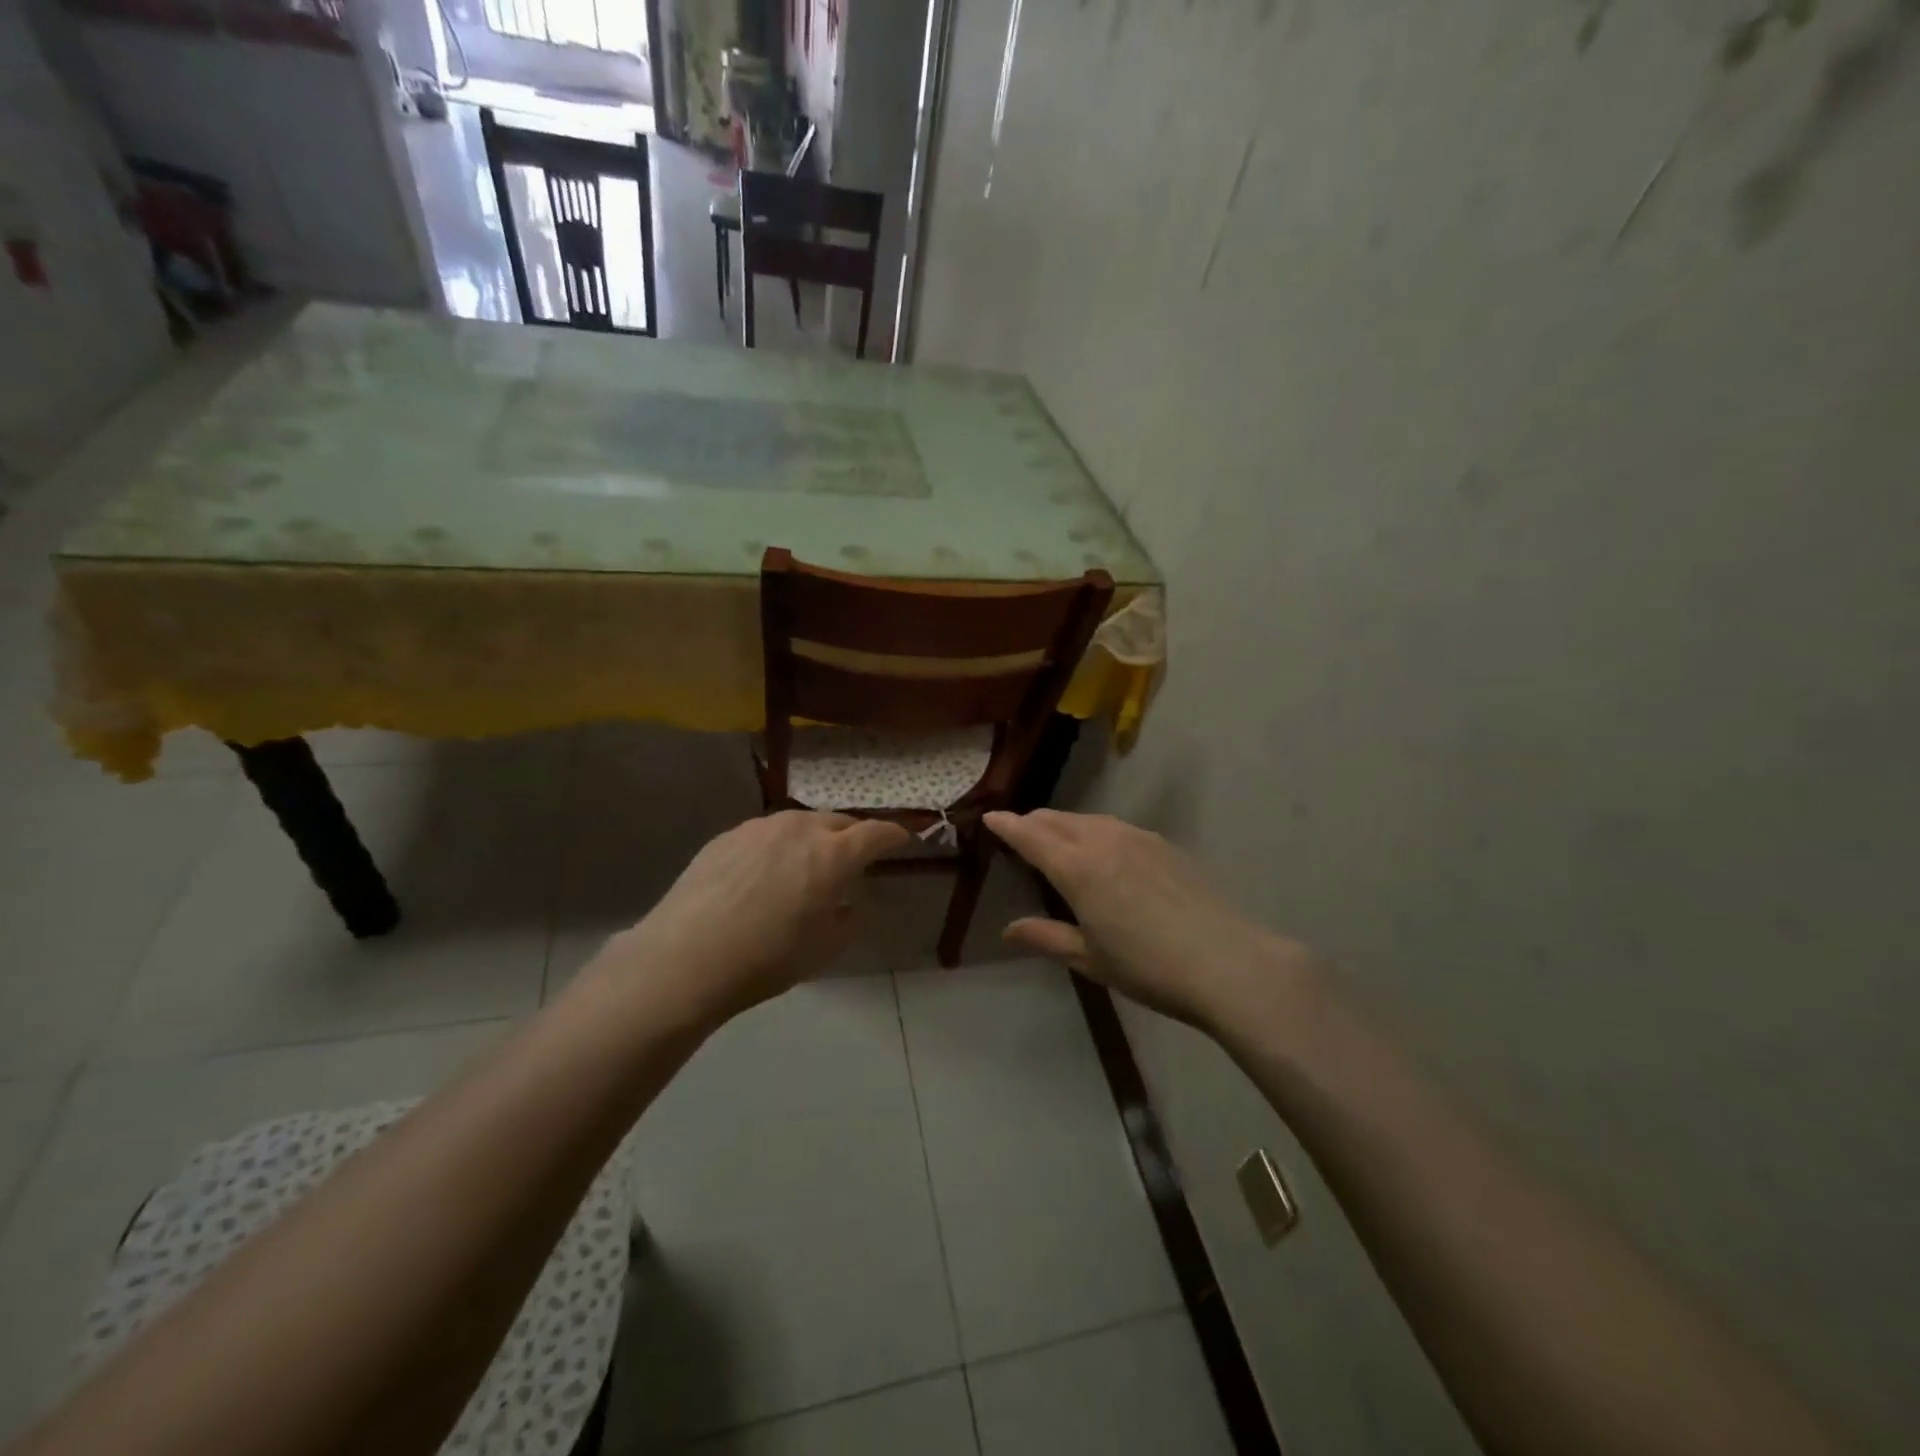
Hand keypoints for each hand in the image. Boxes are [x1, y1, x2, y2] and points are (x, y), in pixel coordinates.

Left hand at [608, 811, 910, 1025]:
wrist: (686, 958)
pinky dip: (778, 846)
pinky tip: (764, 872)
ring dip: (813, 838)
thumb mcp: (825, 950)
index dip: (893, 836)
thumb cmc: (767, 958)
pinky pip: (766, 834)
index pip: (876, 833)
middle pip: (838, 822)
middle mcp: (800, 829)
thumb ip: (850, 920)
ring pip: (799, 823)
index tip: (901, 841)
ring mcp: (759, 828)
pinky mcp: (726, 836)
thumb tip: (850, 904)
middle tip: (854, 857)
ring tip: (807, 863)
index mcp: (833, 855)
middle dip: (853, 836)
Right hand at [984, 810, 1316, 1033]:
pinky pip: (1116, 826)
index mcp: (1078, 868)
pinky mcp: (1165, 845)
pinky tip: (1102, 847)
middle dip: (1033, 821)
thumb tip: (1008, 929)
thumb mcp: (1090, 958)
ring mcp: (1139, 838)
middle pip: (1058, 820)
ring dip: (1065, 823)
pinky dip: (1095, 829)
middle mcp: (1104, 841)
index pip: (1031, 836)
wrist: (1228, 961)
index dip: (1007, 825)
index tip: (989, 817)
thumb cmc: (1148, 967)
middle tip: (1018, 829)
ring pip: (1089, 819)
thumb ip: (1047, 937)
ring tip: (1055, 835)